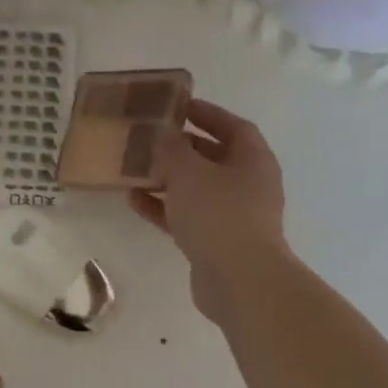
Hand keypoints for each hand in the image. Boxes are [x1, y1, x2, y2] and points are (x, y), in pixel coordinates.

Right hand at [131, 99, 288, 324]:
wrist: (239, 280)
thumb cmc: (219, 214)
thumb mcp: (188, 172)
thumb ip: (171, 149)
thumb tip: (162, 134)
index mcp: (253, 160)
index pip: (233, 126)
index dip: (208, 114)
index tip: (179, 106)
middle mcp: (248, 186)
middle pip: (213, 159)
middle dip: (181, 148)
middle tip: (150, 139)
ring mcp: (233, 217)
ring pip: (196, 190)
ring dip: (167, 180)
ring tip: (134, 170)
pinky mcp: (215, 243)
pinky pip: (186, 217)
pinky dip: (163, 208)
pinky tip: (135, 201)